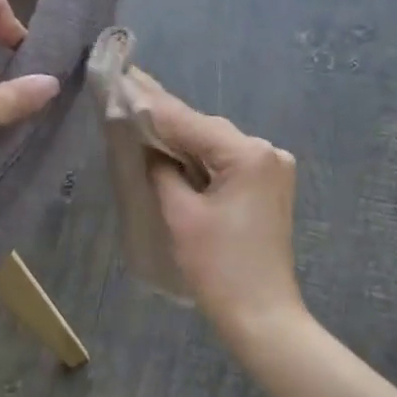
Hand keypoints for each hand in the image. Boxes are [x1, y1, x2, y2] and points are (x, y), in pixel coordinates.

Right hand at [136, 77, 307, 336]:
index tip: (125, 78)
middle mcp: (267, 151)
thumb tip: (149, 146)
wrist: (263, 318)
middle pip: (206, 130)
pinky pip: (227, 162)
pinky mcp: (268, 186)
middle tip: (128, 92)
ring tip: (143, 115)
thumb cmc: (219, 269)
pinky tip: (172, 148)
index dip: (153, 103)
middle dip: (167, 119)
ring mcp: (272, 168)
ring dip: (182, 138)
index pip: (190, 122)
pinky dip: (200, 158)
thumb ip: (162, 170)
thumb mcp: (182, 215)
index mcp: (248, 154)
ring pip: (216, 144)